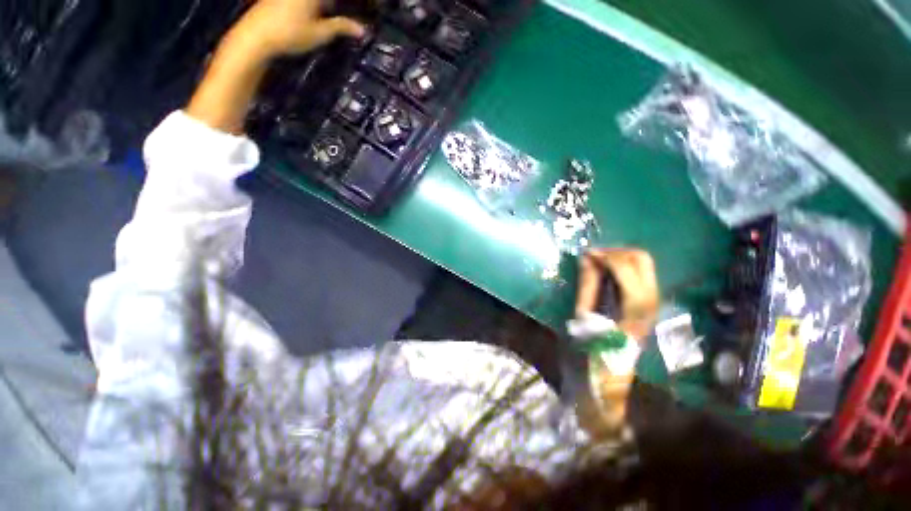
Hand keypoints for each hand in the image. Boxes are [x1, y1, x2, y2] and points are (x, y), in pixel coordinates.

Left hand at [236, 0, 365, 58]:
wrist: (256, 36)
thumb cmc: (290, 34)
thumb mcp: (320, 33)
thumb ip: (342, 27)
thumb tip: (362, 30)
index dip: (359, 3)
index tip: (371, 8)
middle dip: (343, 6)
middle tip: (358, 14)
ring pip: (321, 0)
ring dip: (331, 7)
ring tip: (337, 15)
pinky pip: (309, 1)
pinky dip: (319, 6)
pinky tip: (323, 12)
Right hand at [576, 249, 658, 340]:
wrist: (616, 361)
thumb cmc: (599, 340)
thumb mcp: (587, 313)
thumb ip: (587, 284)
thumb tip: (586, 260)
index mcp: (636, 303)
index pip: (624, 266)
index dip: (604, 256)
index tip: (586, 254)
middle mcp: (651, 295)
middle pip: (640, 258)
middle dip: (615, 251)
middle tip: (595, 255)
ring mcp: (654, 294)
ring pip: (643, 261)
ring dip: (620, 255)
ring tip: (601, 259)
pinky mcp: (651, 295)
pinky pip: (640, 269)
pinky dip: (624, 263)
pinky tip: (609, 268)